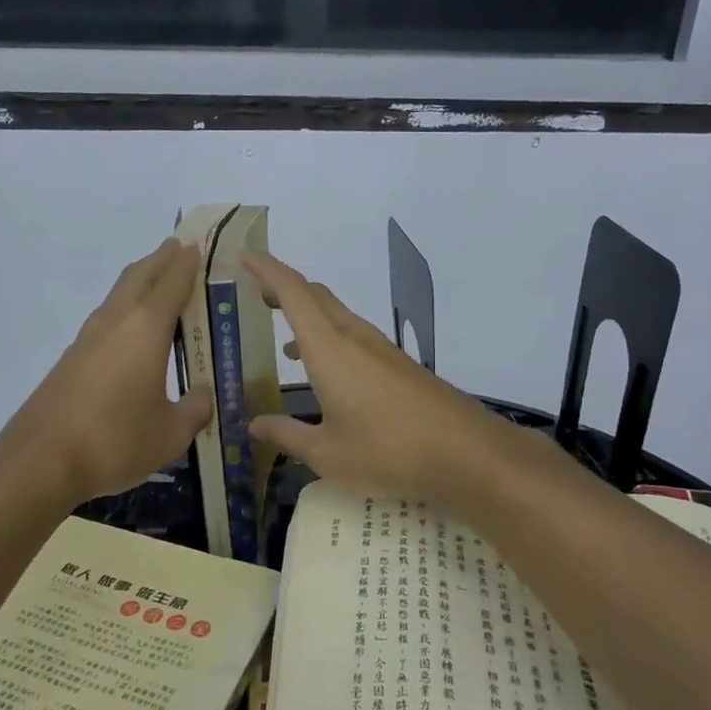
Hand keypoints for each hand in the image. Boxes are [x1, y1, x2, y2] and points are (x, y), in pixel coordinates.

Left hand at [0, 239, 211, 503]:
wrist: (39, 462)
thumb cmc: (114, 441)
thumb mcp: (170, 434)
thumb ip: (194, 409)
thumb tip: (205, 394)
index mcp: (145, 329)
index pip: (172, 283)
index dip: (187, 263)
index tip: (199, 245)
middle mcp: (115, 322)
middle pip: (140, 276)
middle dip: (161, 259)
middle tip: (180, 248)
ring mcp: (88, 338)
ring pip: (118, 294)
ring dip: (140, 280)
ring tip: (158, 281)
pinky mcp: (70, 359)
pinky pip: (105, 318)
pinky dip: (124, 308)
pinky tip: (131, 331)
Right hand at [243, 251, 510, 506]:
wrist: (466, 452)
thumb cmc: (386, 450)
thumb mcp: (327, 453)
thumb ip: (286, 435)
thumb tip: (254, 425)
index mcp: (328, 348)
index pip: (293, 292)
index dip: (267, 270)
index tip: (245, 256)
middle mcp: (354, 336)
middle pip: (316, 296)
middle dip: (284, 289)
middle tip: (257, 297)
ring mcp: (381, 348)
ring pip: (337, 315)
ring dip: (309, 317)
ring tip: (284, 342)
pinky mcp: (398, 364)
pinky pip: (354, 336)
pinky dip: (330, 339)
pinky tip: (326, 375)